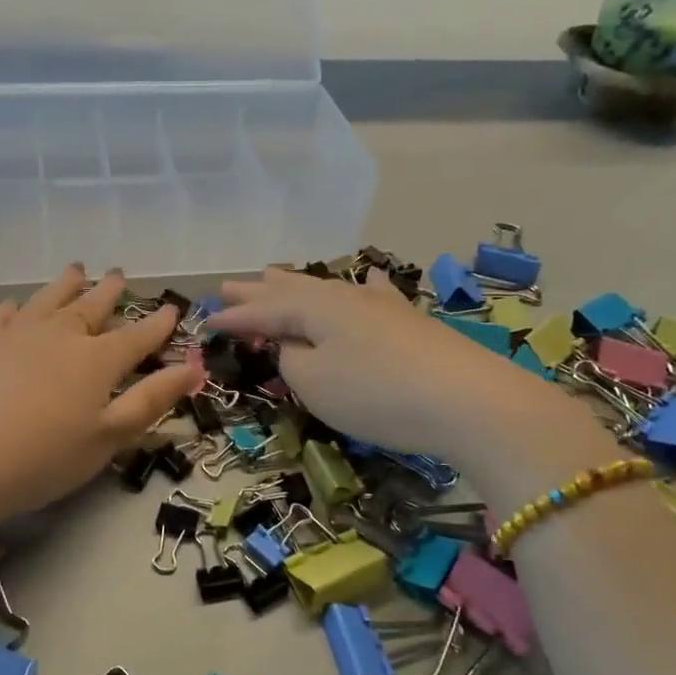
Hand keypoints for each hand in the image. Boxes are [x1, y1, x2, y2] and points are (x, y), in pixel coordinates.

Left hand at [0, 266, 197, 528]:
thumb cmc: (42, 456)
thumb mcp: (108, 438)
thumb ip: (150, 401)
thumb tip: (193, 368)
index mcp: (97, 361)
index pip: (136, 336)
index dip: (157, 324)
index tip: (171, 309)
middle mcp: (60, 337)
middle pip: (92, 307)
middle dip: (110, 292)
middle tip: (119, 274)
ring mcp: (16, 336)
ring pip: (49, 300)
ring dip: (66, 285)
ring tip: (77, 269)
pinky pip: (3, 316)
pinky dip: (15, 308)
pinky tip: (15, 304)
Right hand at [206, 268, 615, 493]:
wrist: (468, 400)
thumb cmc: (376, 393)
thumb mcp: (315, 382)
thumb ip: (291, 361)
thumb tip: (291, 346)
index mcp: (313, 309)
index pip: (262, 312)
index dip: (234, 318)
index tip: (206, 320)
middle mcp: (343, 297)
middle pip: (291, 291)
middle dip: (258, 291)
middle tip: (229, 284)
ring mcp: (380, 306)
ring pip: (327, 289)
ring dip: (296, 285)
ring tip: (274, 274)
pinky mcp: (409, 322)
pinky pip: (372, 295)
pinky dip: (362, 288)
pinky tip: (369, 279)